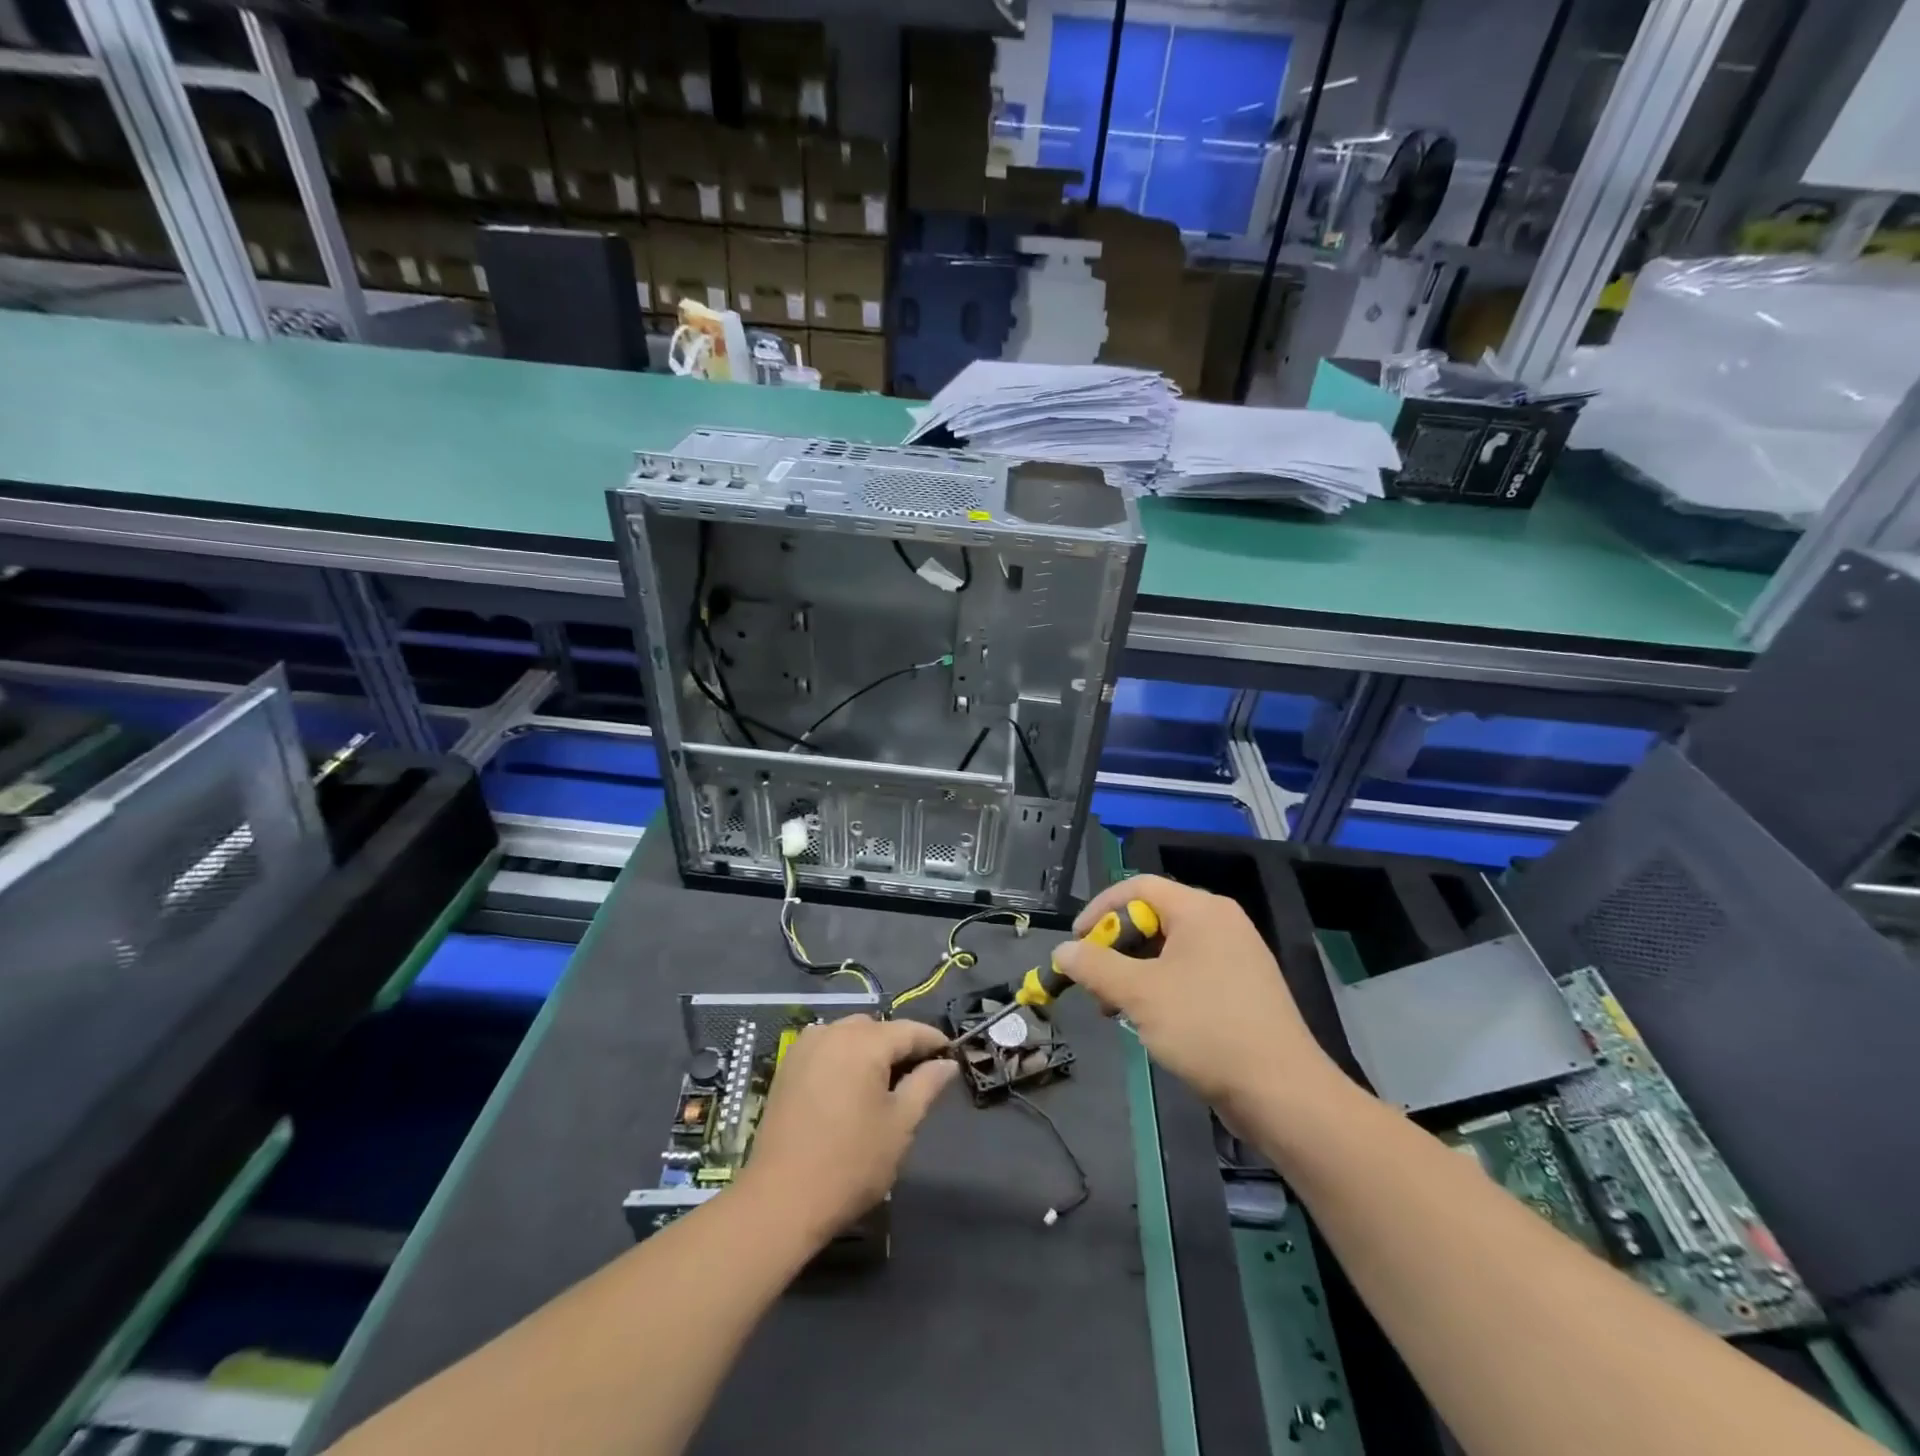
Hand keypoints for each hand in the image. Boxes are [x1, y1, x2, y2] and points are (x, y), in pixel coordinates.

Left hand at [738, 1015, 957, 1244]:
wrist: (781, 1199)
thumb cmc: (851, 1163)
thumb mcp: (900, 1125)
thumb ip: (926, 1085)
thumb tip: (946, 1063)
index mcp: (865, 1042)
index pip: (909, 1030)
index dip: (933, 1041)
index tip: (951, 1054)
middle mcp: (833, 1032)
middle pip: (877, 1028)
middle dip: (899, 1045)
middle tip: (918, 1075)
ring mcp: (806, 1047)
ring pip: (849, 1034)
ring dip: (869, 1048)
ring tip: (883, 1082)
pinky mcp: (787, 1067)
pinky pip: (825, 1047)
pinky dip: (843, 1056)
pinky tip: (849, 1085)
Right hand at [1051, 874, 1348, 1120]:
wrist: (1284, 1094)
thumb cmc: (1207, 1029)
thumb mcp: (1139, 994)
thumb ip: (1095, 966)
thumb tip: (1063, 951)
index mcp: (1201, 910)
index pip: (1138, 887)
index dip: (1099, 909)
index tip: (1076, 943)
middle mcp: (1221, 923)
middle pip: (1153, 917)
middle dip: (1115, 946)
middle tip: (1093, 981)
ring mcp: (1235, 957)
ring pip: (1168, 949)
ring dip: (1133, 972)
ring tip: (1114, 1009)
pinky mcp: (1242, 989)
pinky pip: (1189, 973)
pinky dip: (1160, 987)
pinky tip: (1149, 1022)